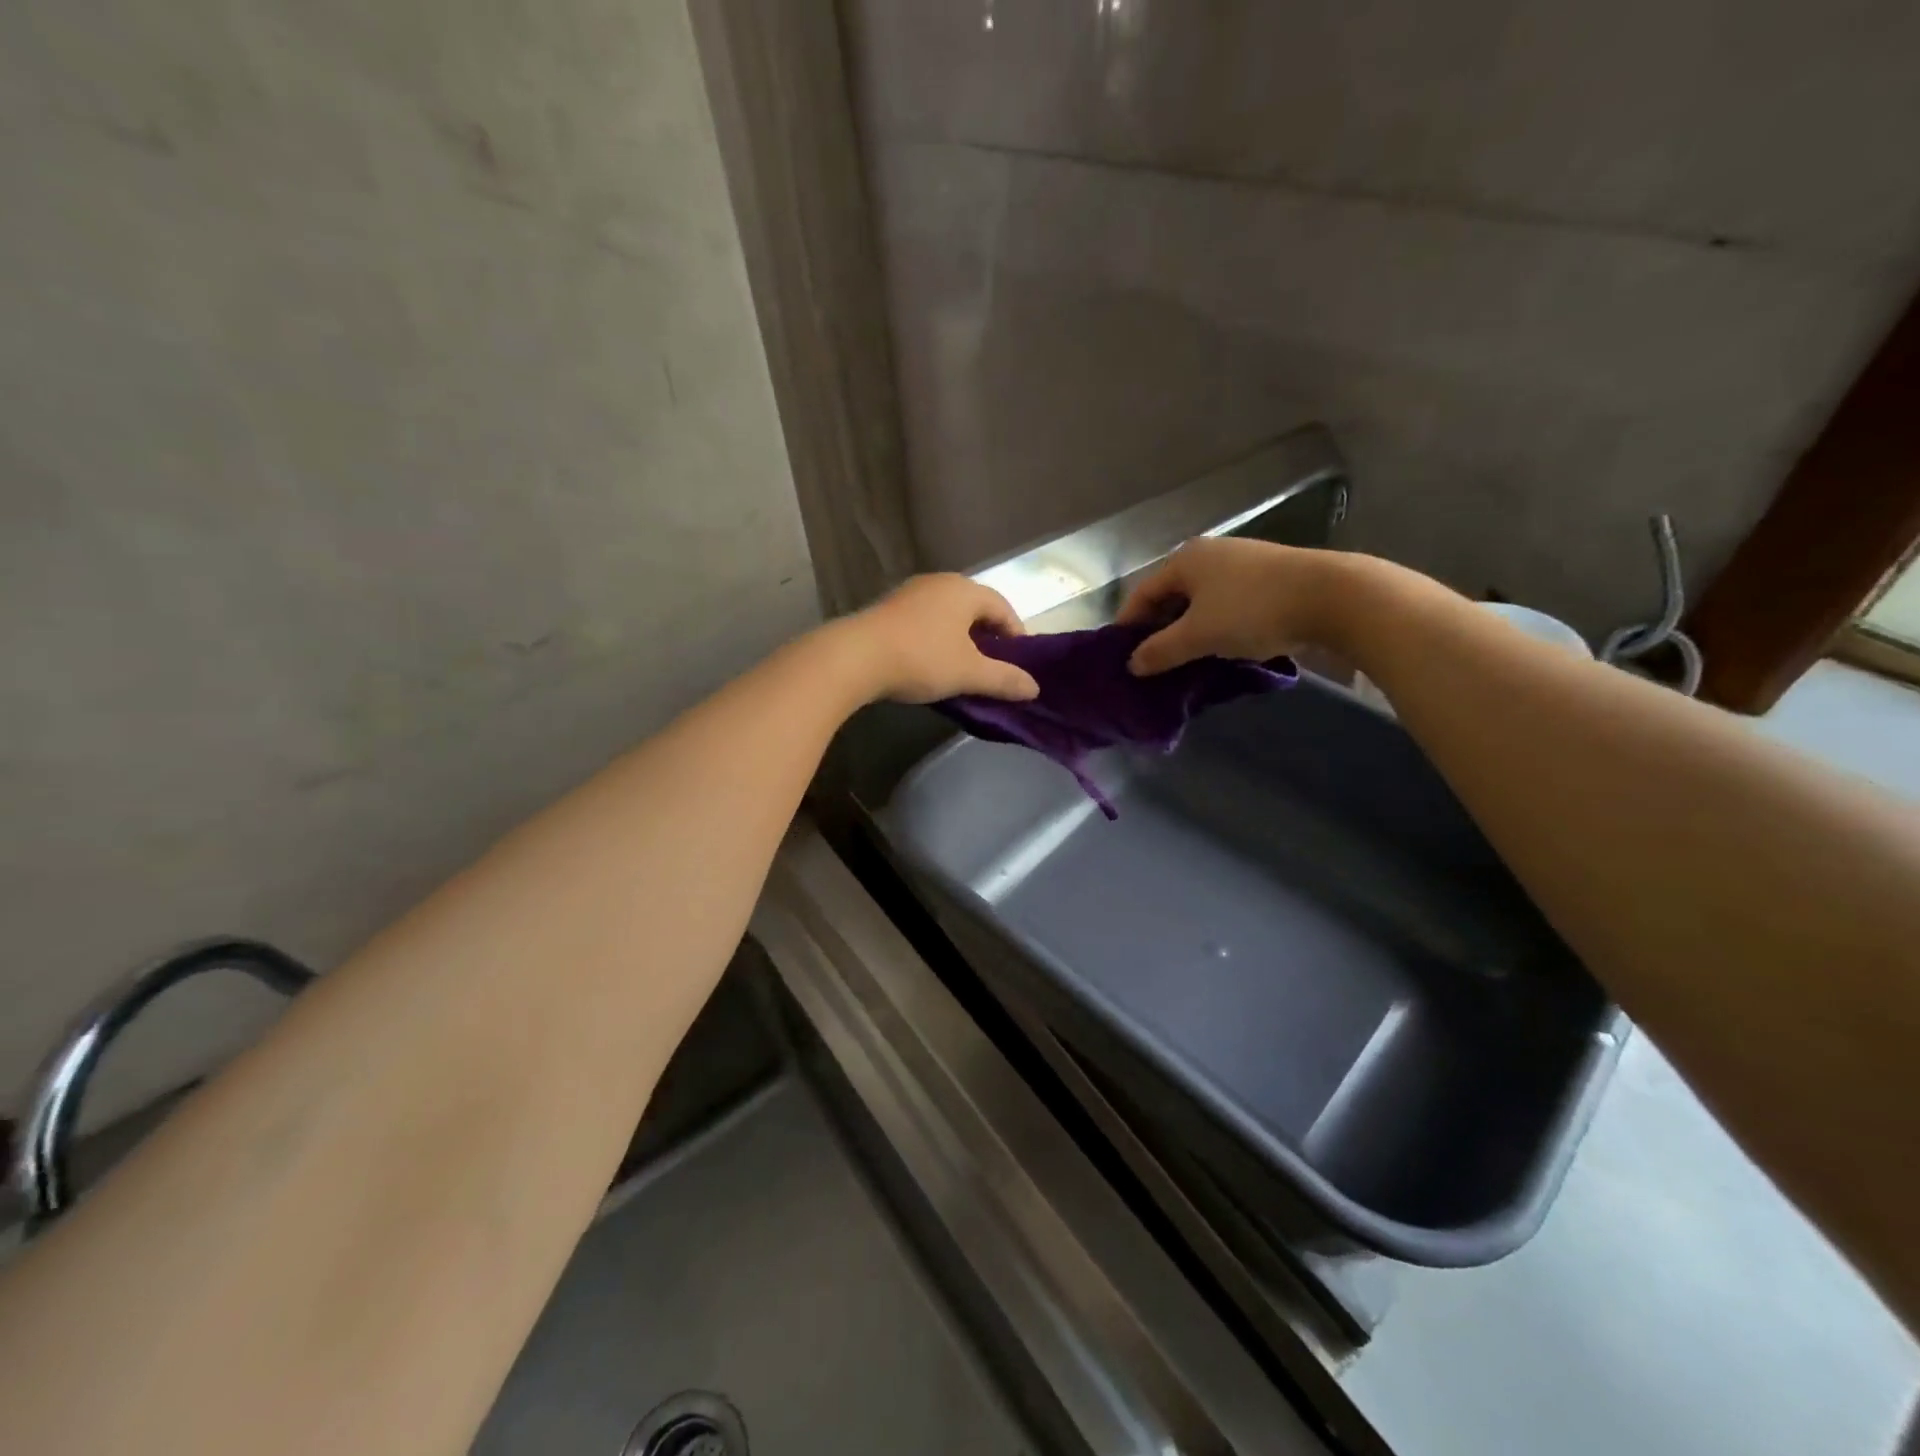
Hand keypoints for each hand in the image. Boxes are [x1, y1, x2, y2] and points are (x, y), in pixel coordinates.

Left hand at [840, 574, 1040, 703]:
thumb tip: (1034, 688)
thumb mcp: (969, 673)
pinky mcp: (887, 609)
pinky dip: (936, 640)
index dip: (1016, 635)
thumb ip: (1004, 679)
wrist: (855, 658)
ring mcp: (910, 594)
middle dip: (988, 637)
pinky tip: (931, 663)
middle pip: (974, 608)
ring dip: (960, 639)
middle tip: (994, 667)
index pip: (1003, 608)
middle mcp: (939, 583)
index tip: (1020, 663)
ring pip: (947, 615)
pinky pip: (924, 622)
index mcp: (964, 590)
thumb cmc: (921, 658)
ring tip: (963, 668)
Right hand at [1117, 538, 1344, 674]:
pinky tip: (1221, 648)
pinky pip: (1226, 605)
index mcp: (1185, 560)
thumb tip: (1132, 664)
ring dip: (1189, 630)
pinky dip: (1216, 626)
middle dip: (1160, 629)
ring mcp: (1241, 564)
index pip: (1142, 594)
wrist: (1331, 597)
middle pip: (1171, 596)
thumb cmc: (1251, 611)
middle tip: (1153, 662)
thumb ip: (1160, 651)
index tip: (1122, 656)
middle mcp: (1209, 554)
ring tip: (1186, 661)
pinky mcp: (1267, 578)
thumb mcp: (1198, 636)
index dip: (1128, 625)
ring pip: (1200, 602)